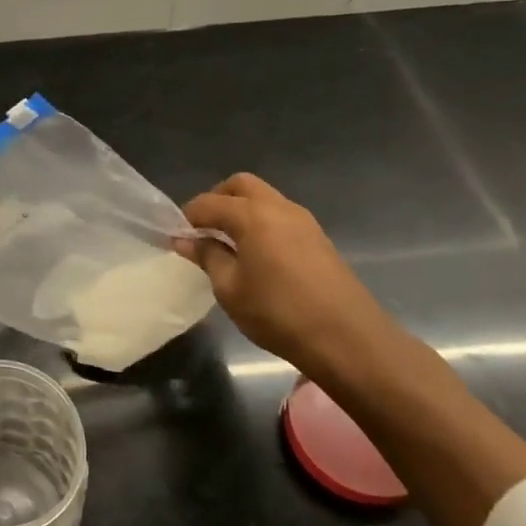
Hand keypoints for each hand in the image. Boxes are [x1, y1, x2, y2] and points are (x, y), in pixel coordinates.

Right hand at [178, 172, 397, 369]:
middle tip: (204, 230)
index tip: (176, 237)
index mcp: (252, 215)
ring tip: (228, 244)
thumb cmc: (279, 313)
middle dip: (217, 200)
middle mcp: (278, 208)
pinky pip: (281, 217)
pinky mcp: (319, 239)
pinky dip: (262, 224)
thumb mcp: (230, 289)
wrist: (349, 339)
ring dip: (242, 211)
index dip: (188, 217)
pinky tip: (257, 255)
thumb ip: (208, 257)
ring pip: (264, 198)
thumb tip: (186, 240)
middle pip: (241, 186)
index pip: (209, 203)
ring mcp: (304, 221)